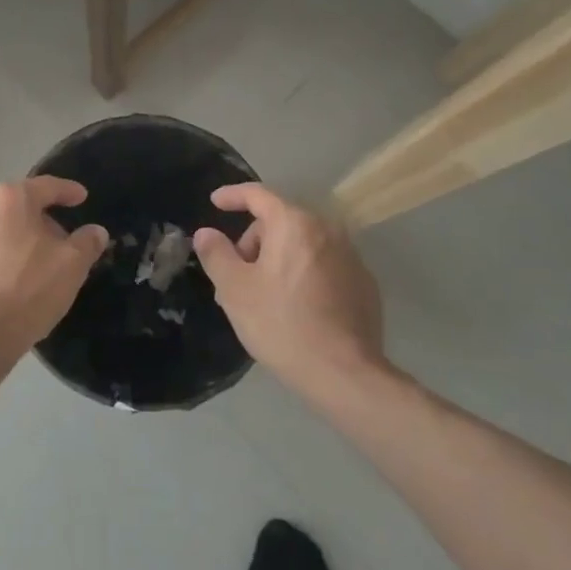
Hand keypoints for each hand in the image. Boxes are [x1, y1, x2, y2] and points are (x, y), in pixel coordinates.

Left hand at [0, 177, 108, 366]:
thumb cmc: (27, 291)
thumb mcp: (71, 266)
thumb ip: (86, 243)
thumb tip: (95, 231)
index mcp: (9, 199)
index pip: (46, 186)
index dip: (67, 191)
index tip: (81, 197)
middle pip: (16, 209)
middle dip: (38, 222)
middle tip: (58, 244)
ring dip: (11, 243)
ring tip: (28, 269)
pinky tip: (0, 287)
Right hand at [192, 184, 386, 398]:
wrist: (344, 374)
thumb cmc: (281, 324)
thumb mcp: (234, 290)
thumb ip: (216, 254)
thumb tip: (206, 233)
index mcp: (294, 224)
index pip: (258, 194)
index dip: (233, 195)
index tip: (215, 202)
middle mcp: (327, 230)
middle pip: (280, 222)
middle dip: (254, 241)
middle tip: (236, 275)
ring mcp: (351, 257)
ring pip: (302, 245)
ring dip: (278, 259)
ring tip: (262, 296)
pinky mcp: (364, 284)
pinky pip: (323, 265)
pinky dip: (303, 274)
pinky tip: (295, 307)